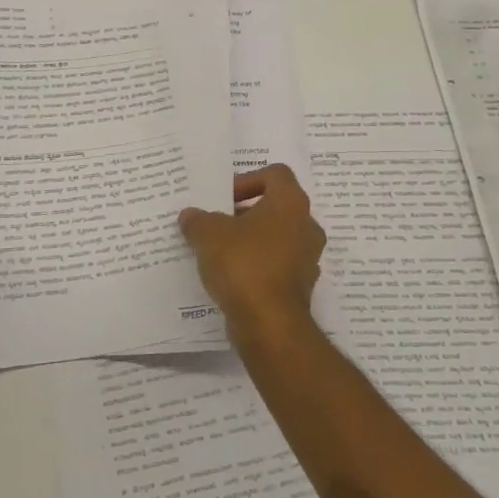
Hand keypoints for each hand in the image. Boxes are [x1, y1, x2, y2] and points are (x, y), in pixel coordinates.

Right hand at [178, 164, 325, 324]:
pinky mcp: (300, 286)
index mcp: (290, 203)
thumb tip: (191, 216)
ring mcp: (307, 258)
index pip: (275, 174)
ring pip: (276, 238)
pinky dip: (256, 266)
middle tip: (216, 224)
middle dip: (244, 213)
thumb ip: (198, 219)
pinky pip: (276, 266)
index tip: (223, 198)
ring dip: (250, 241)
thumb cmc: (243, 264)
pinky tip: (230, 277)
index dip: (247, 180)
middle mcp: (306, 226)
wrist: (269, 323)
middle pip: (275, 207)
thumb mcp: (208, 234)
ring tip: (218, 251)